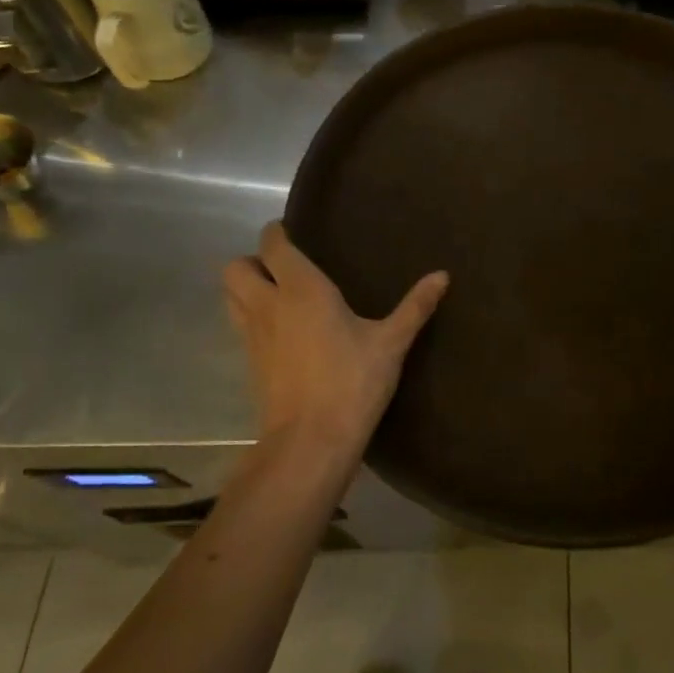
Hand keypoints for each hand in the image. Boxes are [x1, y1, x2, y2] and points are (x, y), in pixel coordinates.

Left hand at [224, 222, 448, 464]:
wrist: (310, 442)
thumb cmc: (352, 382)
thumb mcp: (391, 343)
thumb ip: (415, 306)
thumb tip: (443, 275)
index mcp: (301, 288)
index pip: (272, 245)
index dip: (276, 233)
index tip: (292, 230)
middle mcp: (268, 305)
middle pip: (235, 268)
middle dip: (252, 260)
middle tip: (283, 267)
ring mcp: (253, 336)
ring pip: (230, 296)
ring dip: (245, 288)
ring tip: (278, 294)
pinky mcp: (250, 364)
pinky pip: (240, 326)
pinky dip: (252, 317)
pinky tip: (283, 331)